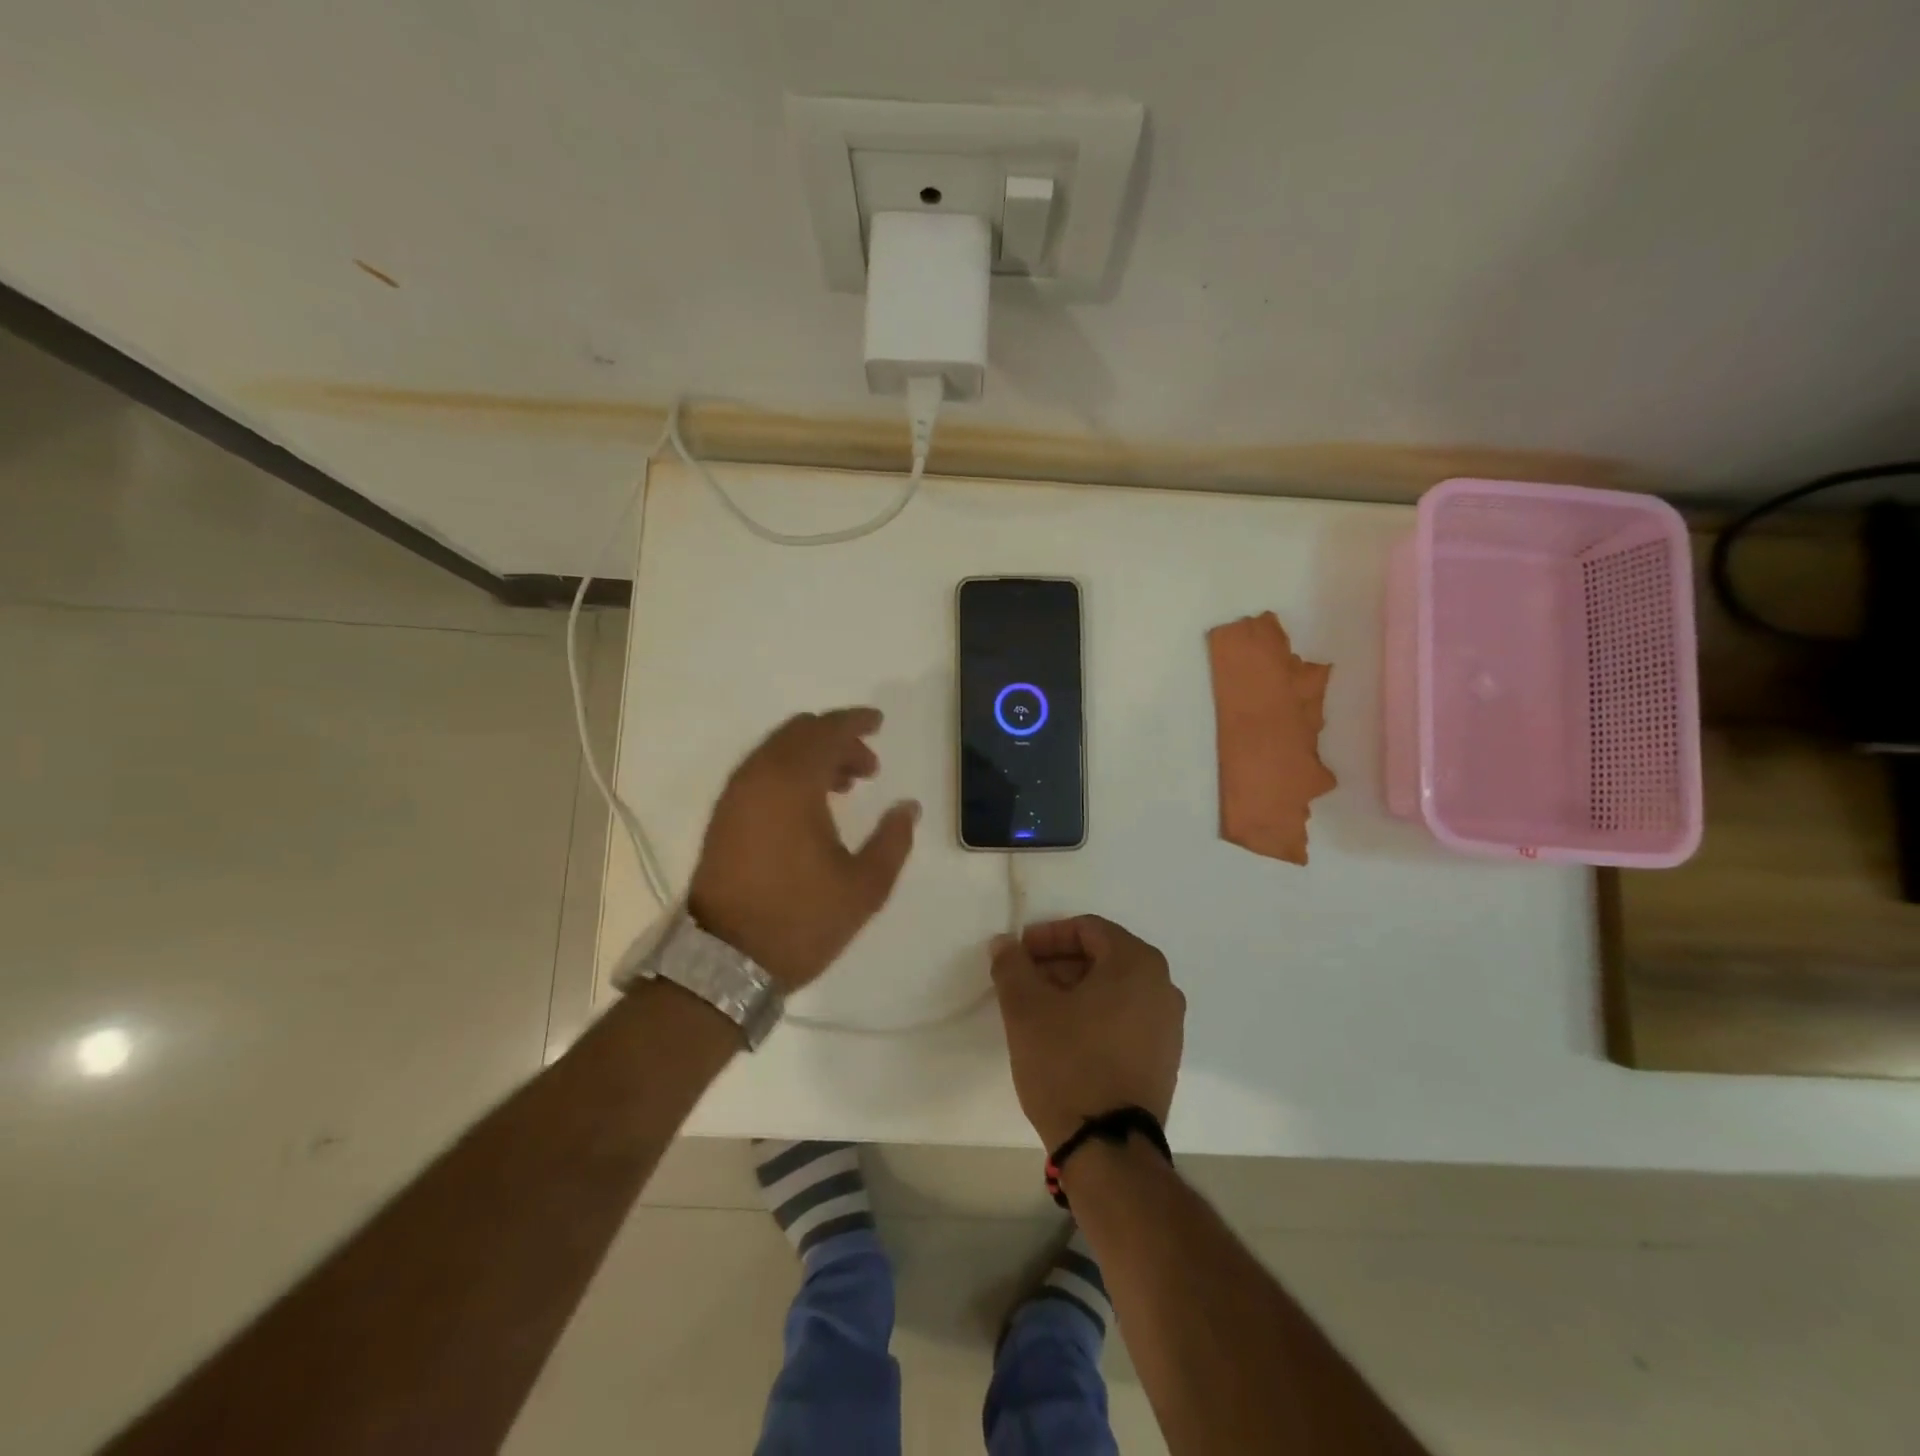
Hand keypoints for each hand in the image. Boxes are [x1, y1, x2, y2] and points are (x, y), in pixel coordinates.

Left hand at [688, 707, 918, 990]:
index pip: (826, 731)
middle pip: (799, 732)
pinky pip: (760, 771)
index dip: (856, 721)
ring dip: (812, 755)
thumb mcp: (864, 887)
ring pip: (777, 750)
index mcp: (792, 784)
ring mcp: (735, 795)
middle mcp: (758, 777)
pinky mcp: (723, 816)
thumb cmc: (800, 920)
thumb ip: (893, 840)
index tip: (879, 722)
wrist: (724, 961)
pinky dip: (789, 771)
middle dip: (837, 738)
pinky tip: (810, 803)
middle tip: (868, 766)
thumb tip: (908, 807)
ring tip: (844, 786)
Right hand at [991, 916, 1184, 1152]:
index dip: (1047, 937)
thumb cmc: (1068, 1064)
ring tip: (1037, 1011)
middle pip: (1102, 957)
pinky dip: (1094, 1015)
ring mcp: (1168, 1025)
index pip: (1087, 929)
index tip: (1017, 955)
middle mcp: (1163, 987)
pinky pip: (1124, 1018)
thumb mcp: (1026, 1009)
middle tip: (1022, 981)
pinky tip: (1063, 1037)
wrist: (1108, 1148)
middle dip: (1058, 964)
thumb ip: (1012, 965)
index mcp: (1137, 963)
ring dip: (1073, 990)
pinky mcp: (1163, 1058)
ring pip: (1113, 989)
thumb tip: (1005, 943)